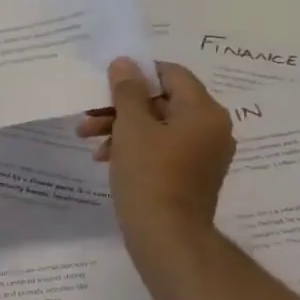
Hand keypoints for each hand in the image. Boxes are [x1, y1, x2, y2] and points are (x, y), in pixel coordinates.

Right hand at [77, 59, 233, 260]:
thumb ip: (127, 91)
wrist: (166, 236)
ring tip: (88, 139)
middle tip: (88, 115)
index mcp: (204, 111)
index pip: (172, 74)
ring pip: (158, 126)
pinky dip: (134, 147)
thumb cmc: (149, 175)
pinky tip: (106, 158)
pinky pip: (162, 148)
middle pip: (162, 101)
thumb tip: (125, 63)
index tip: (106, 84)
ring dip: (121, 127)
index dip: (137, 74)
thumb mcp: (131, 126)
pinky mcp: (191, 175)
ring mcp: (203, 154)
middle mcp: (211, 128)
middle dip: (121, 106)